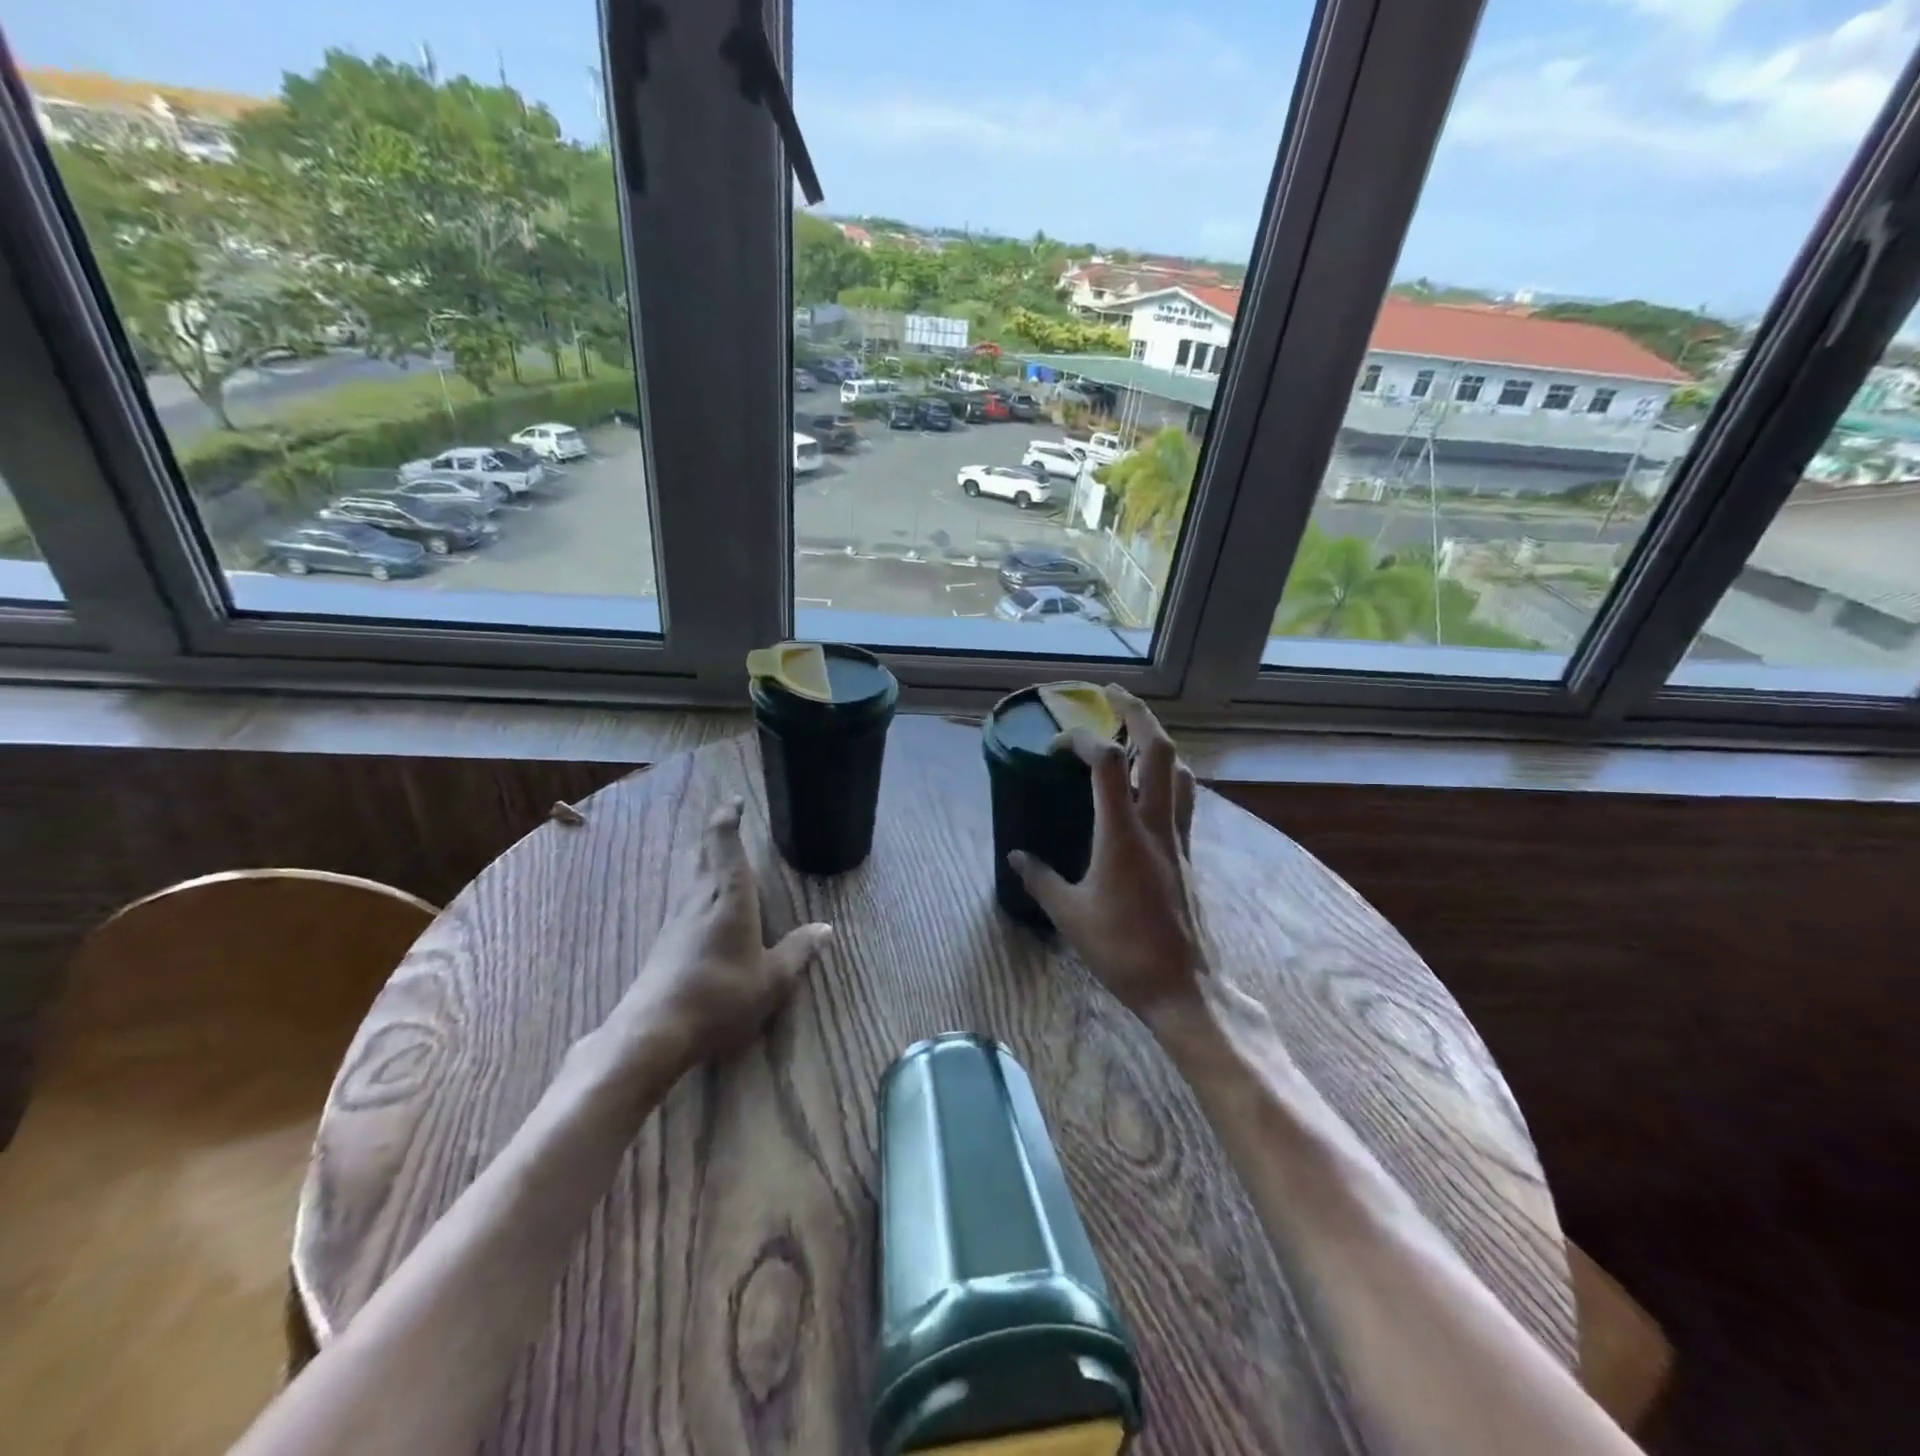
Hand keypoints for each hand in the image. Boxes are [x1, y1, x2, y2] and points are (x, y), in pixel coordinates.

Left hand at [614, 799, 831, 1074]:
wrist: (654, 1031)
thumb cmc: (721, 995)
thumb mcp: (772, 979)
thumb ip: (798, 951)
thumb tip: (825, 929)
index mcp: (729, 896)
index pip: (724, 843)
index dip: (728, 818)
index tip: (735, 802)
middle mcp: (699, 899)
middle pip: (704, 854)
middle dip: (717, 834)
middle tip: (729, 819)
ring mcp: (677, 921)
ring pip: (692, 877)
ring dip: (706, 859)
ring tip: (721, 856)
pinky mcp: (664, 943)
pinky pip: (686, 900)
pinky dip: (700, 887)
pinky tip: (705, 905)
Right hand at [1008, 686, 1212, 1032]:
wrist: (1183, 986)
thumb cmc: (1121, 950)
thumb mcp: (1069, 914)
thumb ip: (1039, 878)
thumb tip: (1015, 856)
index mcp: (1123, 833)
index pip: (1109, 762)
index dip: (1083, 739)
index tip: (1058, 744)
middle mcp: (1157, 824)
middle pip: (1159, 750)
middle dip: (1138, 713)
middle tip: (1113, 694)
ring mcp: (1178, 838)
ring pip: (1181, 771)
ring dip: (1159, 742)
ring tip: (1135, 732)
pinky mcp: (1187, 854)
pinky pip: (1184, 799)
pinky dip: (1168, 777)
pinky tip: (1151, 787)